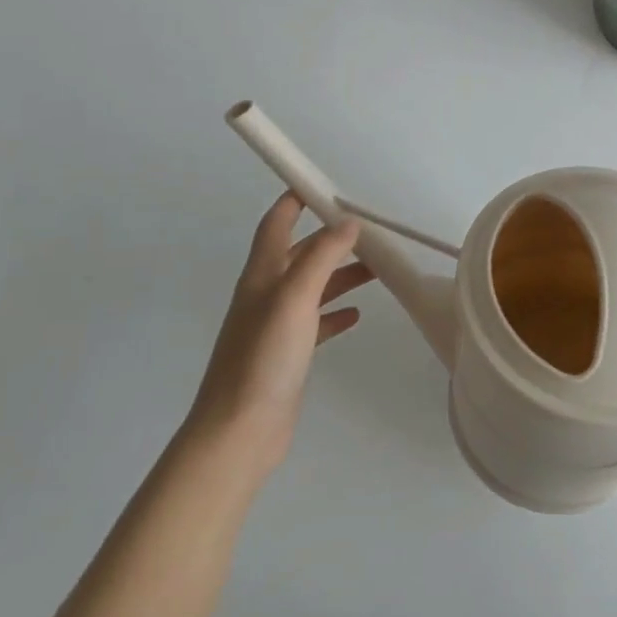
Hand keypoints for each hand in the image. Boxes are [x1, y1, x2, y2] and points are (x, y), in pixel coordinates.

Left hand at [187, 193, 372, 472]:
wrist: (239, 432)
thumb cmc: (264, 358)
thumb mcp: (295, 298)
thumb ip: (321, 257)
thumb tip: (348, 221)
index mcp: (262, 275)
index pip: (276, 223)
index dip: (294, 200)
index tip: (320, 184)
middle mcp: (266, 294)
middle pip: (301, 253)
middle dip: (332, 239)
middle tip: (370, 232)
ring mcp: (276, 325)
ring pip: (313, 286)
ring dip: (341, 273)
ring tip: (377, 269)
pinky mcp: (287, 353)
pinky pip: (316, 321)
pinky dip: (336, 311)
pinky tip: (357, 314)